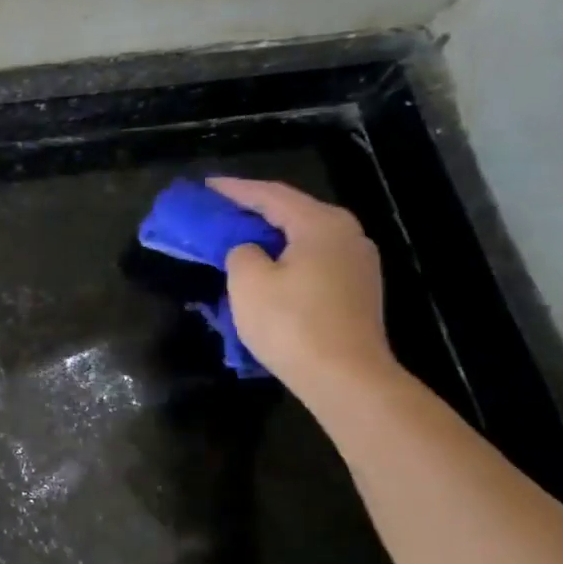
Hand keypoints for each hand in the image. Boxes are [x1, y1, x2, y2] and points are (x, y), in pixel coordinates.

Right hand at [207, 176, 398, 397]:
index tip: (205, 186)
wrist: (346, 377)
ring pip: (304, 237)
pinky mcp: (357, 291)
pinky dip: (286, 256)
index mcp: (321, 223)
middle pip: (292, 211)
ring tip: (239, 237)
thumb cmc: (291, 323)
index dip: (234, 189)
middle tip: (220, 210)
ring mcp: (357, 263)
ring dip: (270, 235)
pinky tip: (268, 268)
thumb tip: (249, 251)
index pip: (270, 195)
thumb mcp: (248, 282)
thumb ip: (240, 253)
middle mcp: (347, 234)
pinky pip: (313, 259)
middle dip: (254, 210)